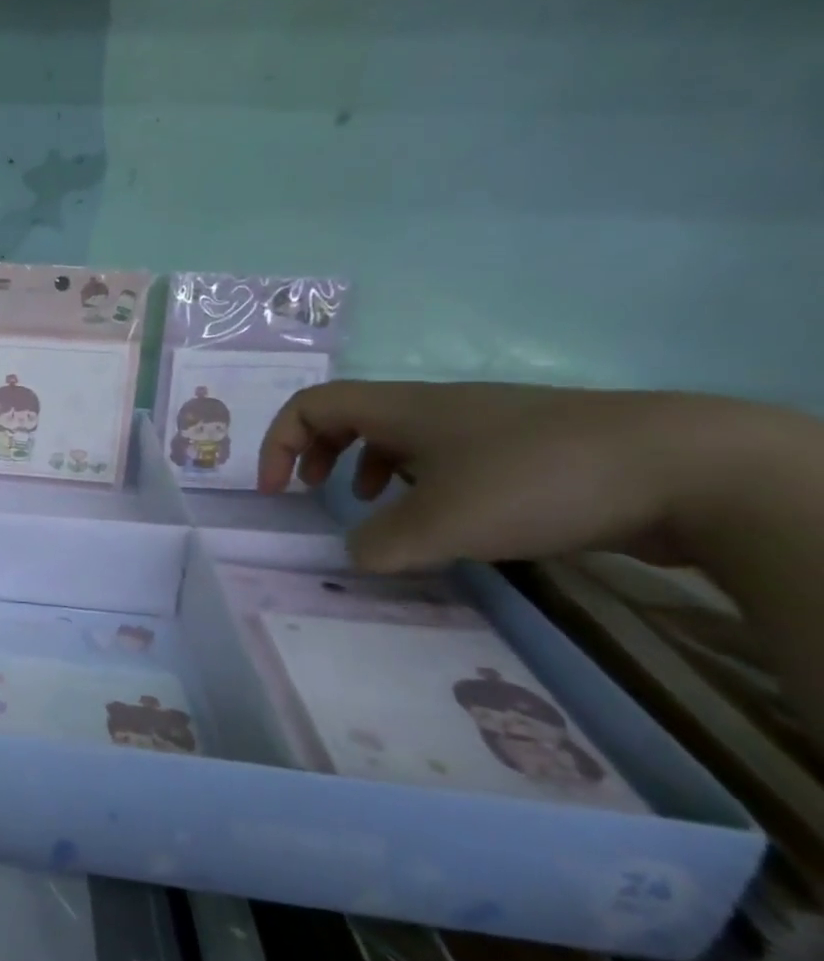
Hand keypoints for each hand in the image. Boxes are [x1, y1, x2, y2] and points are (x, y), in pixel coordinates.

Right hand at [256, 381, 758, 572]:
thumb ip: (380, 544)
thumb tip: (355, 556)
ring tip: (372, 508)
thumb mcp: (442, 524)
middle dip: (316, 451)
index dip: (279, 443)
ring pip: (399, 436)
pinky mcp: (526, 449)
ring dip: (367, 467)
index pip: (311, 405)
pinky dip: (421, 482)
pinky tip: (444, 519)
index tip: (277, 491)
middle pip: (350, 415)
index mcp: (402, 408)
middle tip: (310, 491)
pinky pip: (446, 457)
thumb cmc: (536, 480)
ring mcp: (484, 425)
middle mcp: (435, 407)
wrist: (684, 466)